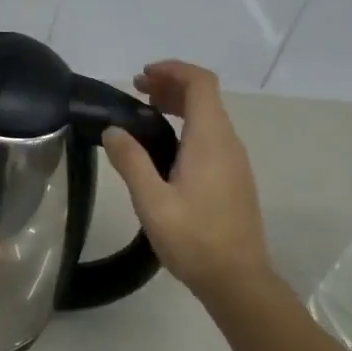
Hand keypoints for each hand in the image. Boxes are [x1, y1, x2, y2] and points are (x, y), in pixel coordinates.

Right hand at [102, 61, 272, 303]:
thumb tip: (113, 131)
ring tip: (145, 113)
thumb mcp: (152, 202)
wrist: (238, 280)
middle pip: (205, 96)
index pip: (200, 83)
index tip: (142, 76)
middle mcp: (228, 143)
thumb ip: (131, 161)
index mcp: (210, 140)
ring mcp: (235, 161)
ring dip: (179, 105)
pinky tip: (164, 147)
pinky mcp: (234, 178)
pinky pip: (212, 136)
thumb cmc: (194, 239)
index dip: (173, 70)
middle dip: (171, 85)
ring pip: (209, 116)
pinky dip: (188, 125)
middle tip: (136, 91)